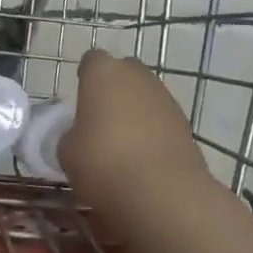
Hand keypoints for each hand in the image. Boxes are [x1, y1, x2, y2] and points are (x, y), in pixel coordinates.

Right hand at [60, 48, 213, 214]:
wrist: (162, 192)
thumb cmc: (104, 163)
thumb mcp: (67, 153)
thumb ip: (71, 135)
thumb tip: (81, 136)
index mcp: (102, 73)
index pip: (92, 61)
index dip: (86, 77)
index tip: (81, 99)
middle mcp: (136, 75)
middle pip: (123, 73)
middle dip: (114, 90)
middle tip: (102, 120)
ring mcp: (164, 97)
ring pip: (145, 95)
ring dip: (136, 111)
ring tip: (125, 144)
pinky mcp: (185, 123)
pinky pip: (162, 119)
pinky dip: (154, 131)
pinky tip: (145, 159)